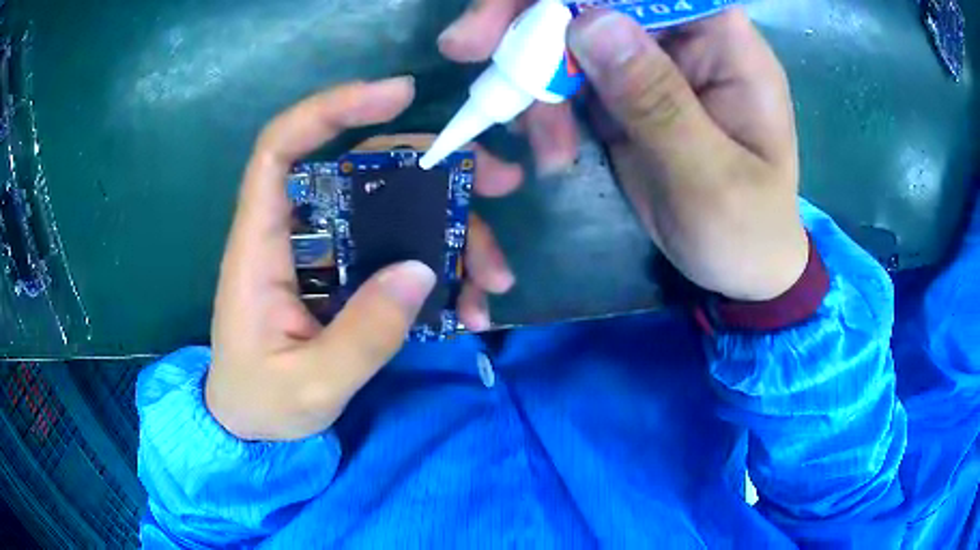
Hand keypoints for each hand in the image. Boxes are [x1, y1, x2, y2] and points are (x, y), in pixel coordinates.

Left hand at [206, 79, 518, 441]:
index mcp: (261, 247)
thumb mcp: (310, 385)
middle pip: (362, 169)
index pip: (281, 149)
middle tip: (498, 180)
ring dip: (453, 231)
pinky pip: (402, 255)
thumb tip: (420, 269)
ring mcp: (328, 254)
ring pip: (395, 211)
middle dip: (433, 165)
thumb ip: (361, 336)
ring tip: (496, 278)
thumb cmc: (260, 402)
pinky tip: (471, 309)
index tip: (399, 95)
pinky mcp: (350, 278)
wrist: (252, 425)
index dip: (331, 109)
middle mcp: (296, 234)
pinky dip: (442, 274)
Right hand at [440, 4, 807, 300]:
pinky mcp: (622, 96)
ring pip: (568, 38)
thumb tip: (591, 22)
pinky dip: (544, 110)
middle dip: (528, 17)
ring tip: (540, 145)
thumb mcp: (710, 176)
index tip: (522, 8)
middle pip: (595, 1)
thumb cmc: (746, 231)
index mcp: (724, 43)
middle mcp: (683, 40)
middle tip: (466, 46)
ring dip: (533, 79)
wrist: (740, 270)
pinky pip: (566, 82)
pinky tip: (550, 153)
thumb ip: (657, 100)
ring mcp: (648, 66)